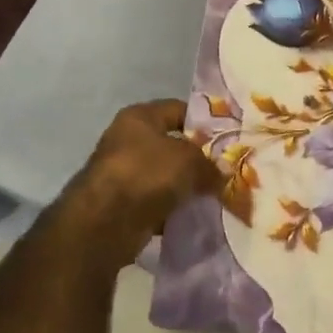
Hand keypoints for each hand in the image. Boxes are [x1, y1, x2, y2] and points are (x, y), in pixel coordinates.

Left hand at [67, 100, 221, 263]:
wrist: (104, 222)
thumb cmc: (147, 174)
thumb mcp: (190, 161)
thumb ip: (210, 165)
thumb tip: (222, 175)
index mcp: (140, 117)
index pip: (179, 110)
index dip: (205, 123)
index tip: (227, 140)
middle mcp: (128, 140)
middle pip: (173, 145)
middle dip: (198, 160)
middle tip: (223, 172)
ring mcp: (122, 173)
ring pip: (165, 176)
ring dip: (185, 187)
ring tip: (213, 196)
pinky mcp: (121, 204)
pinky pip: (156, 202)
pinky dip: (172, 209)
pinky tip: (193, 217)